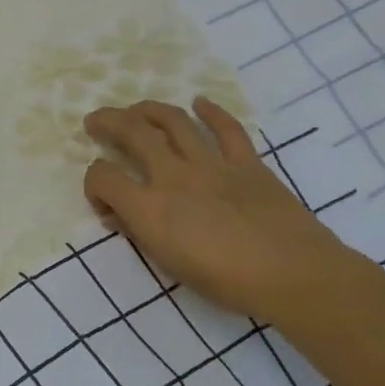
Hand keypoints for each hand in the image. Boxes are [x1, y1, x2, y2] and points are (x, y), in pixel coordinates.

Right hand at [83, 98, 355, 324]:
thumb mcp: (169, 264)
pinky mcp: (246, 162)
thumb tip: (120, 216)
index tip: (102, 199)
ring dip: (148, 110)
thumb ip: (140, 233)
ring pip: (173, 121)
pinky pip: (226, 128)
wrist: (291, 274)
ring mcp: (212, 164)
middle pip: (132, 133)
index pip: (104, 177)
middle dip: (108, 122)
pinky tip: (200, 103)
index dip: (93, 183)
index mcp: (150, 208)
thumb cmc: (225, 282)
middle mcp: (174, 176)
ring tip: (136, 110)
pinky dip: (211, 111)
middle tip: (96, 121)